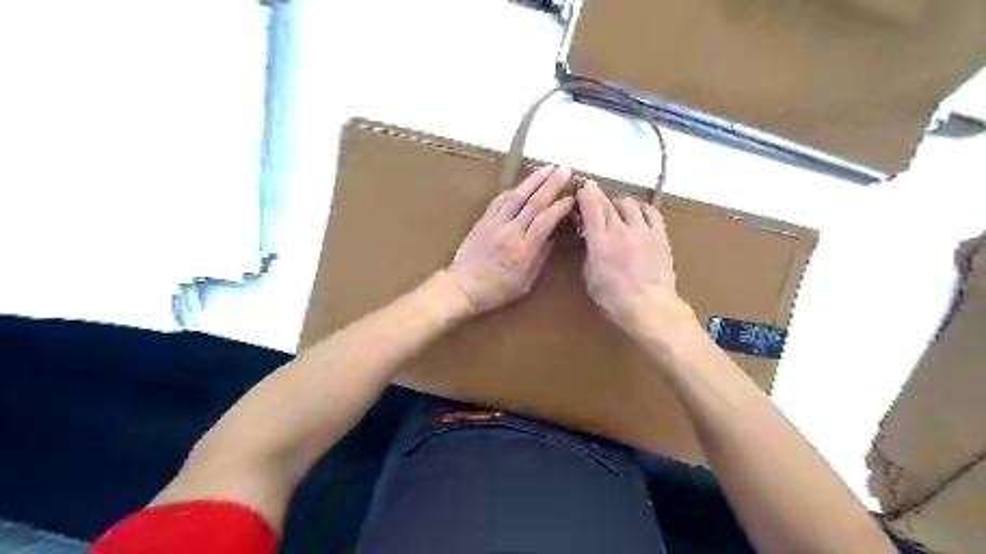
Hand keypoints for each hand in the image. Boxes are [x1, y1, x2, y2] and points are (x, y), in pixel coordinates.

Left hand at [447, 164, 579, 313]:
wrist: (463, 287)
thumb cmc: (497, 290)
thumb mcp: (526, 282)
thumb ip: (540, 258)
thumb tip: (553, 237)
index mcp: (524, 250)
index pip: (546, 221)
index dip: (560, 206)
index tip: (572, 197)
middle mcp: (511, 232)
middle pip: (534, 203)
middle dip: (551, 184)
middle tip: (565, 169)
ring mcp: (495, 224)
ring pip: (516, 196)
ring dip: (533, 180)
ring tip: (547, 167)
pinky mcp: (482, 221)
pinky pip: (498, 201)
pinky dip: (512, 190)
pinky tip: (521, 184)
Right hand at [575, 180, 682, 332]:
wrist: (650, 307)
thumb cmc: (614, 299)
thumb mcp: (591, 277)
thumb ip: (590, 253)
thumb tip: (591, 240)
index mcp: (600, 242)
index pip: (591, 207)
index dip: (585, 193)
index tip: (582, 187)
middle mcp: (621, 230)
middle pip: (608, 202)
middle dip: (598, 196)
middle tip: (595, 199)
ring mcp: (643, 231)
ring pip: (629, 203)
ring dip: (619, 204)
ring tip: (618, 212)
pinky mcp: (660, 235)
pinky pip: (651, 211)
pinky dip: (641, 209)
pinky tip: (637, 215)